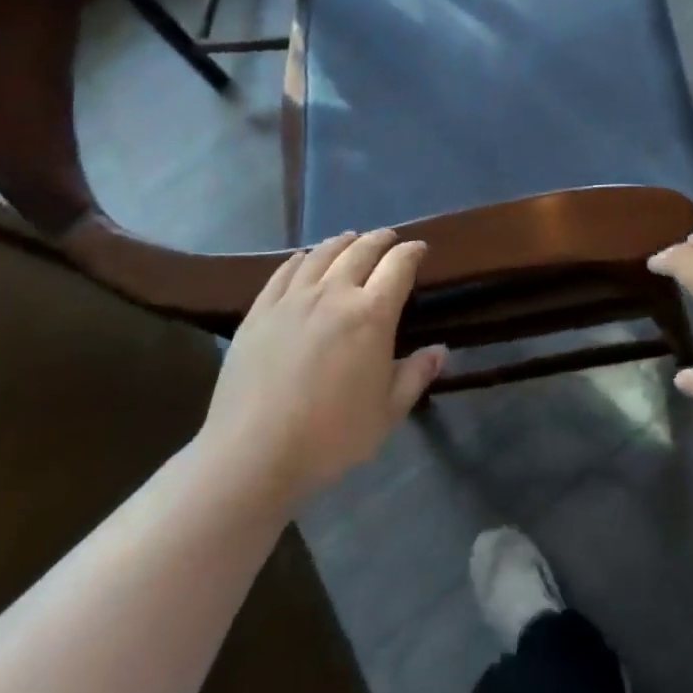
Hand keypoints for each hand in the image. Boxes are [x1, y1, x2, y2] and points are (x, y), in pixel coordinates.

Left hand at [193, 230, 444, 508]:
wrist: (253, 453)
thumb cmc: (330, 437)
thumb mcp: (386, 413)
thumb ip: (415, 376)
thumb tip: (440, 350)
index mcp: (371, 314)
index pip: (398, 266)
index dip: (412, 252)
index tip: (419, 249)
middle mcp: (334, 294)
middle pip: (361, 251)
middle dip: (380, 240)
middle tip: (389, 238)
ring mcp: (293, 299)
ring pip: (322, 254)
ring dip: (342, 242)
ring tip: (350, 239)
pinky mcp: (260, 311)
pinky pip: (284, 271)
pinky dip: (301, 258)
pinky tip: (304, 258)